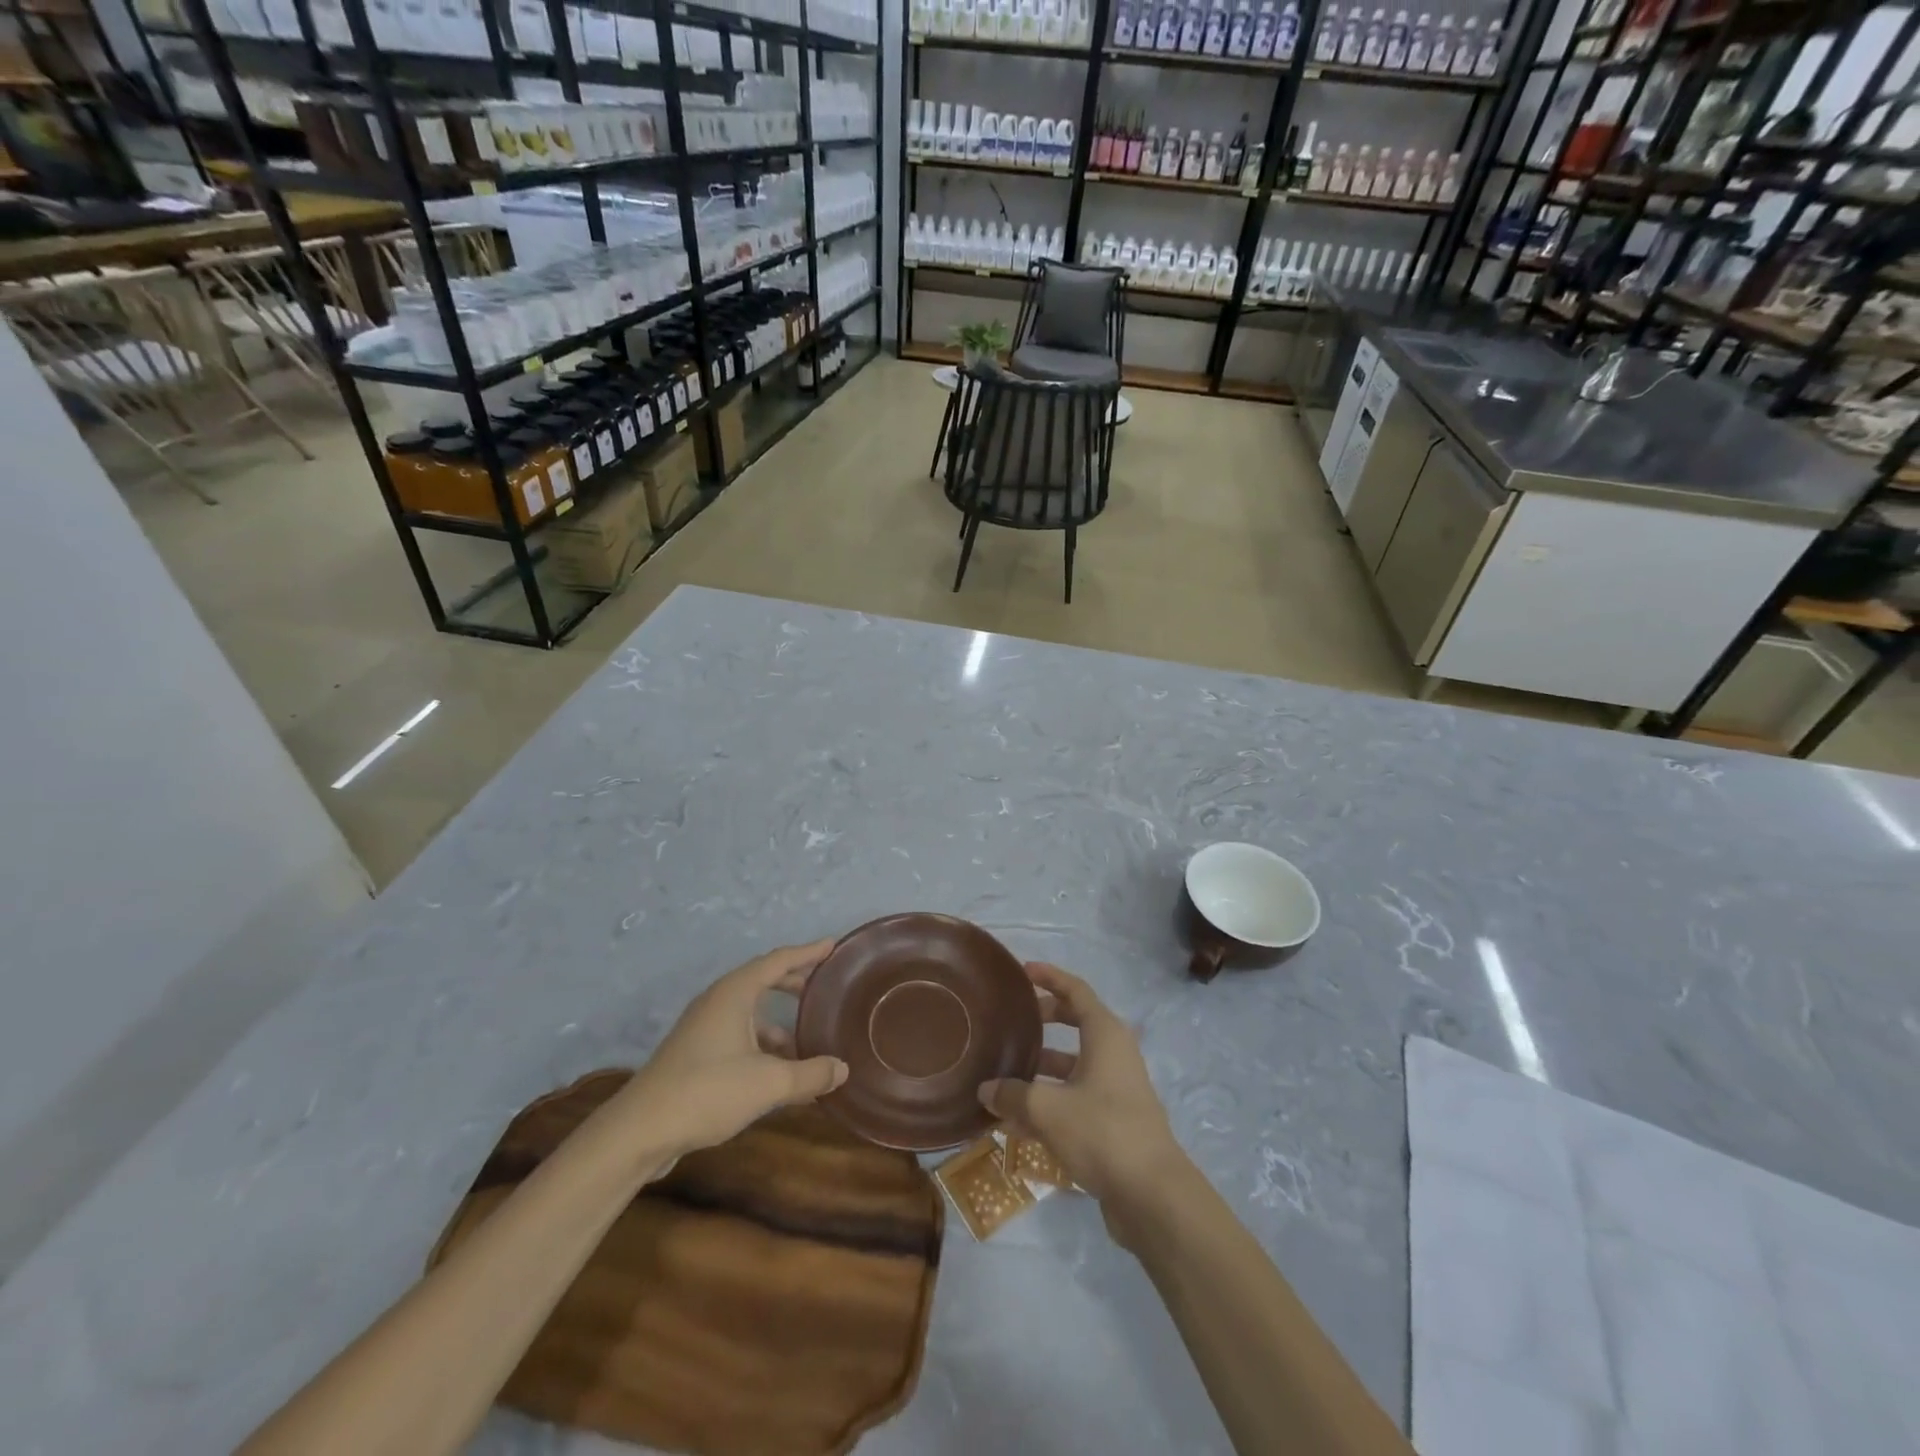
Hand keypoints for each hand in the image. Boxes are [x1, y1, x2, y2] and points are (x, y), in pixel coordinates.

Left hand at [622, 940, 847, 1163]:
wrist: (640, 1131)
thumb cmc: (707, 1091)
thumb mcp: (768, 1083)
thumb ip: (810, 1075)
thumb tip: (842, 1069)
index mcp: (734, 993)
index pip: (778, 960)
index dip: (807, 952)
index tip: (832, 945)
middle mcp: (718, 1002)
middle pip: (763, 980)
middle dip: (794, 982)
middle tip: (822, 987)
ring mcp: (703, 1028)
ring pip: (750, 1012)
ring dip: (779, 1022)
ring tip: (807, 1041)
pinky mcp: (695, 1054)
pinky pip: (738, 1035)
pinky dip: (762, 1044)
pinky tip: (778, 1072)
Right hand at [978, 962, 1181, 1210]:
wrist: (1152, 1195)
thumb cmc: (1102, 1132)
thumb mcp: (1048, 1109)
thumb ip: (1013, 1095)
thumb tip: (985, 1089)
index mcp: (1105, 1034)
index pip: (1076, 990)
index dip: (1050, 977)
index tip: (1023, 971)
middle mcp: (1113, 1054)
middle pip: (1076, 1023)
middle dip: (1044, 1019)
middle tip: (1012, 1020)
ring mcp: (1115, 1089)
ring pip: (1073, 1065)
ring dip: (1041, 1067)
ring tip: (1003, 1074)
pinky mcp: (1113, 1121)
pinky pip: (1074, 1098)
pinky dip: (1049, 1100)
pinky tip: (1015, 1122)